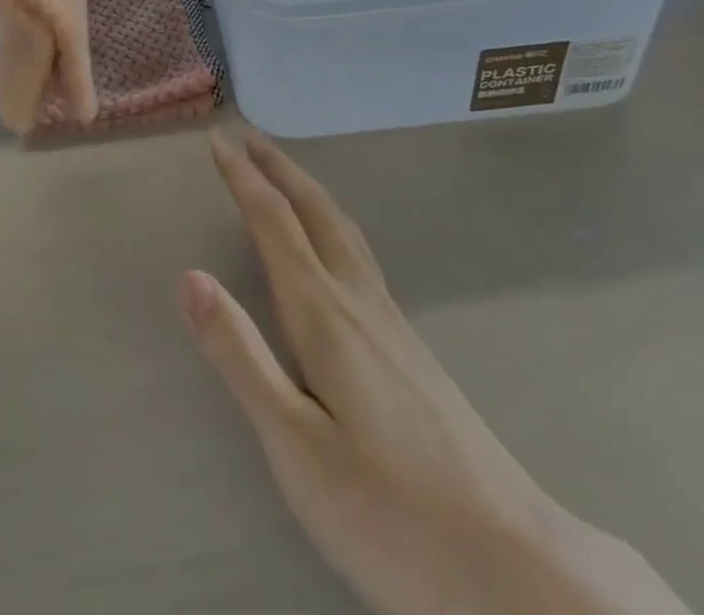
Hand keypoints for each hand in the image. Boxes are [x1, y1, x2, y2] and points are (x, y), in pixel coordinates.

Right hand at [182, 131, 692, 614]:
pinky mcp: (411, 347)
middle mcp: (358, 301)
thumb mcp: (295, 446)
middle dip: (279, 169)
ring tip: (285, 176)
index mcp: (324, 315)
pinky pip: (360, 254)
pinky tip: (335, 248)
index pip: (275, 223)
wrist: (513, 565)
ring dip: (307, 191)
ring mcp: (391, 322)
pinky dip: (332, 223)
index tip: (218, 141)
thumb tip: (190, 276)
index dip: (243, 178)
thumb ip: (240, 356)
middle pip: (316, 211)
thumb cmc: (390, 513)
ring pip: (344, 229)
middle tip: (248, 138)